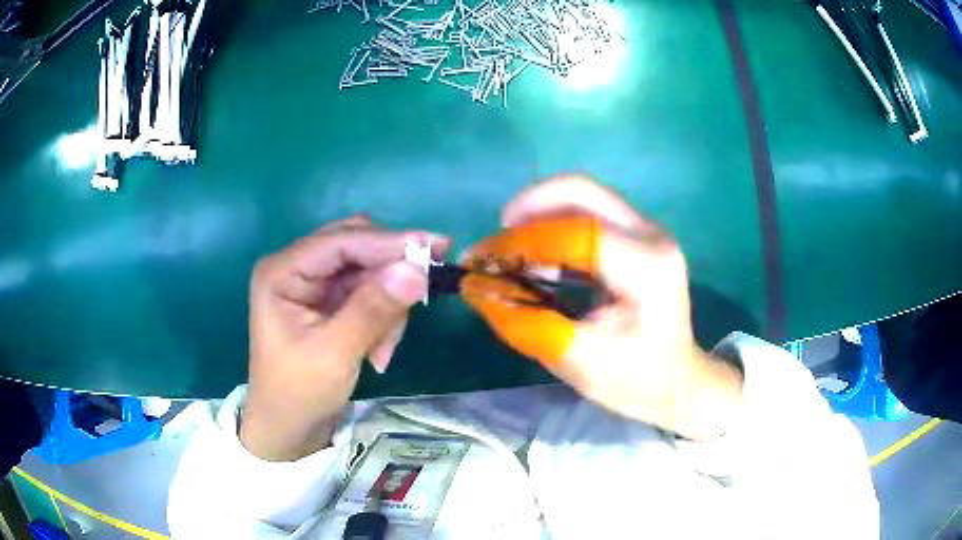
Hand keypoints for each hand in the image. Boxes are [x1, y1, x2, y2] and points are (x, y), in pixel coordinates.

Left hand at [242, 216, 447, 460]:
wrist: (289, 429)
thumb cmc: (299, 393)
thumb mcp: (335, 353)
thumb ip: (374, 309)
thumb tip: (416, 269)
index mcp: (282, 271)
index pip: (341, 241)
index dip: (388, 242)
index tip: (436, 247)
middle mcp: (297, 267)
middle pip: (356, 247)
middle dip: (388, 275)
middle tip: (423, 291)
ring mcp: (313, 284)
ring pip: (368, 271)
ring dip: (386, 305)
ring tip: (383, 349)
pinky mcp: (329, 301)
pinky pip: (369, 293)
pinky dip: (382, 317)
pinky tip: (378, 351)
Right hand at [461, 176, 742, 439]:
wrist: (678, 379)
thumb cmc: (636, 380)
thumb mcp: (579, 363)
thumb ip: (526, 325)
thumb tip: (476, 289)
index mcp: (647, 269)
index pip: (577, 234)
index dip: (523, 242)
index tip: (483, 261)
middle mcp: (652, 236)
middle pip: (582, 191)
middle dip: (529, 205)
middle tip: (498, 240)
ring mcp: (648, 230)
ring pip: (584, 196)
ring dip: (540, 213)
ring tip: (513, 252)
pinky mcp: (639, 235)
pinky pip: (590, 212)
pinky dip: (555, 224)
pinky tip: (540, 257)